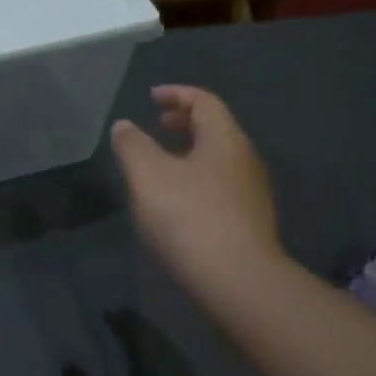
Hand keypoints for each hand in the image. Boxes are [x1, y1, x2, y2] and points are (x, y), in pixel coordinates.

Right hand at [110, 85, 285, 307]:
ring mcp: (251, 193)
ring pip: (218, 159)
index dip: (176, 94)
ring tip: (160, 163)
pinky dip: (196, 178)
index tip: (151, 97)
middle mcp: (244, 160)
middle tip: (157, 125)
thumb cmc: (189, 217)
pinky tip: (176, 201)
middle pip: (215, 128)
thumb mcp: (147, 175)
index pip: (204, 101)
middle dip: (184, 122)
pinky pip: (220, 185)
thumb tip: (124, 126)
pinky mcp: (249, 223)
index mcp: (224, 139)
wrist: (237, 282)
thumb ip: (132, 145)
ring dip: (189, 152)